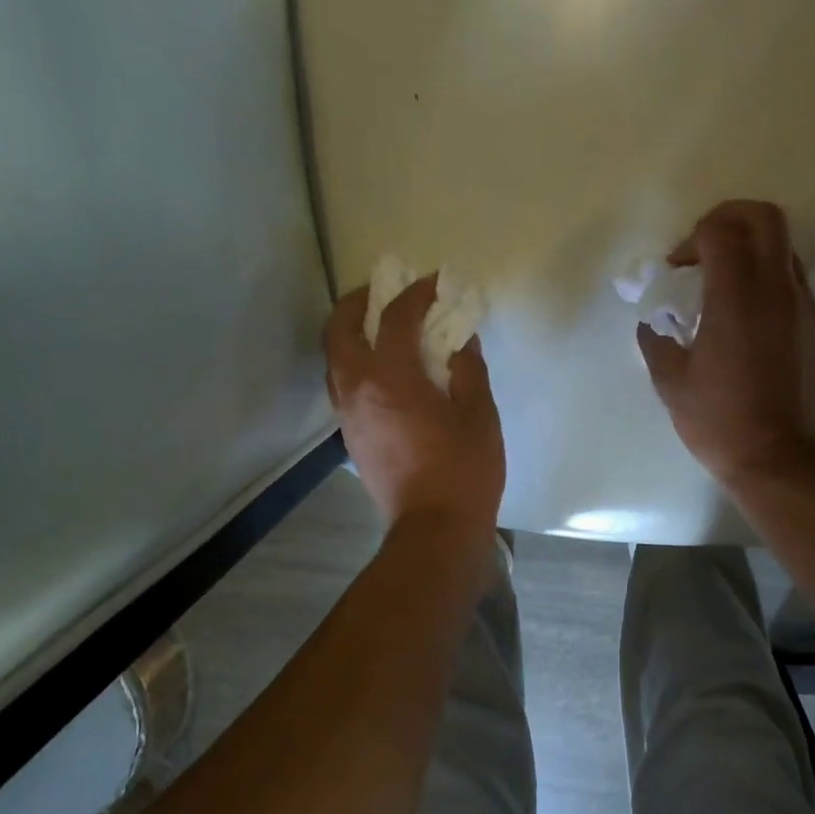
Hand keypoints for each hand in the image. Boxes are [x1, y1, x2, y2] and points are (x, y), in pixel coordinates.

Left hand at [325, 276, 504, 533]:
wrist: (434, 530)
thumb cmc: (464, 472)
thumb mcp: (479, 416)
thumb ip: (468, 372)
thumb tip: (461, 343)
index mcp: (390, 378)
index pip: (395, 319)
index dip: (415, 294)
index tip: (434, 283)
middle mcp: (357, 390)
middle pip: (340, 329)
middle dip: (358, 303)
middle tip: (383, 293)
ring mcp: (348, 417)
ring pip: (335, 360)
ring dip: (352, 335)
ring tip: (381, 331)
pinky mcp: (352, 439)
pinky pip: (345, 387)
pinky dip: (357, 366)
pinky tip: (385, 375)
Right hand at [638, 200, 814, 488]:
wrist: (779, 459)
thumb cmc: (719, 421)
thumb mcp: (672, 384)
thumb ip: (657, 343)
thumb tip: (652, 326)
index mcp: (736, 295)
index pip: (720, 230)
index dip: (693, 238)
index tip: (678, 269)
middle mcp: (776, 289)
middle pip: (765, 217)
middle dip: (731, 218)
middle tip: (706, 249)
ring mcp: (803, 307)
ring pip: (785, 249)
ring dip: (753, 251)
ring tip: (727, 286)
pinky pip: (795, 285)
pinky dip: (770, 283)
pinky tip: (750, 319)